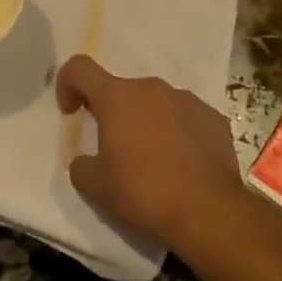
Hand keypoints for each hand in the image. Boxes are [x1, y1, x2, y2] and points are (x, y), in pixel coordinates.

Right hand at [56, 55, 241, 246]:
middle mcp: (151, 88)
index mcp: (116, 96)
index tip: (72, 112)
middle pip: (121, 90)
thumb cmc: (144, 192)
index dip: (68, 83)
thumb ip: (81, 165)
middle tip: (116, 150)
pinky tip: (183, 165)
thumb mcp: (96, 187)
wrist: (210, 213)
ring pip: (155, 103)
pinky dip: (178, 133)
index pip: (79, 68)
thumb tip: (84, 161)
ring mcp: (186, 99)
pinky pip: (185, 118)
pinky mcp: (214, 118)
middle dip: (114, 114)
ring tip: (154, 160)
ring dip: (147, 122)